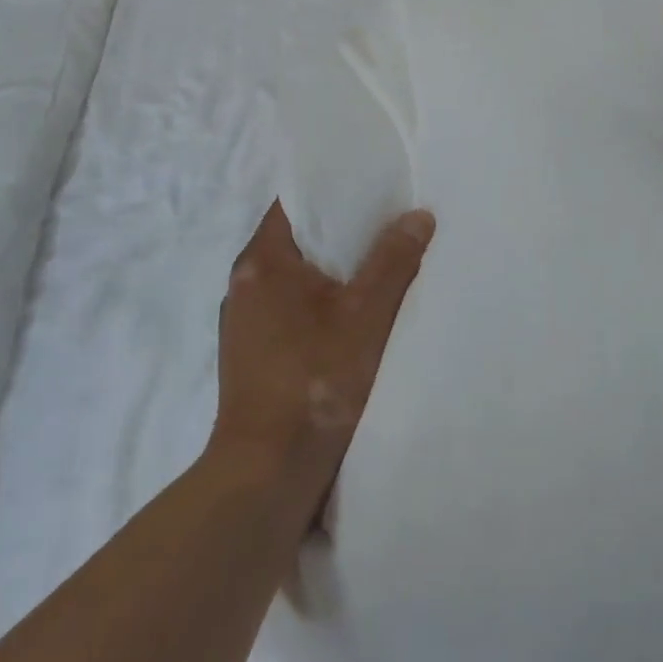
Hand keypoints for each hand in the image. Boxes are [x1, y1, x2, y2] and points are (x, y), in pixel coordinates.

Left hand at [210, 202, 434, 516]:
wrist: (268, 472)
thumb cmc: (316, 379)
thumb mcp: (367, 314)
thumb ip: (393, 260)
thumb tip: (418, 216)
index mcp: (261, 262)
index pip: (295, 203)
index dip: (333, 192)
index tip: (372, 189)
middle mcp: (244, 284)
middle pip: (297, 240)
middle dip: (340, 233)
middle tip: (388, 225)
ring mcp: (244, 322)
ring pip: (294, 278)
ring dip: (331, 272)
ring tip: (377, 268)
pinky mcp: (251, 354)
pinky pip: (289, 308)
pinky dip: (319, 303)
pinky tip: (352, 316)